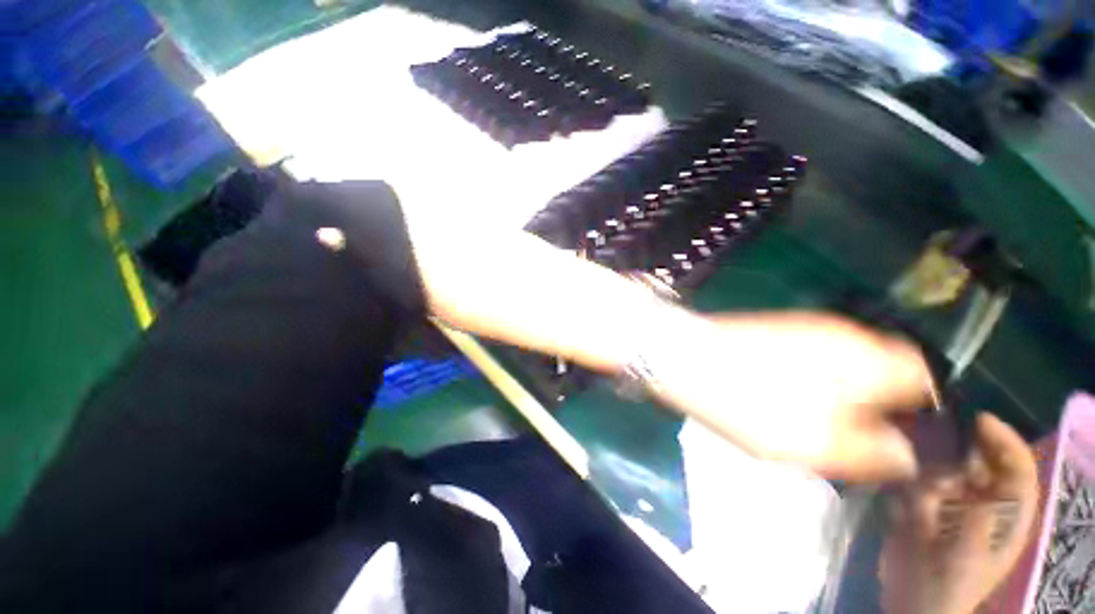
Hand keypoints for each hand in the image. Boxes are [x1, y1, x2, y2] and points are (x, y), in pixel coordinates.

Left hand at [648, 311, 931, 481]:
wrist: (683, 354)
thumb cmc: (747, 400)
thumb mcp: (814, 445)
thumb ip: (870, 454)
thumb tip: (904, 456)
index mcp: (868, 358)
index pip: (921, 377)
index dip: (916, 408)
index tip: (895, 435)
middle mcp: (845, 332)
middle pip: (885, 368)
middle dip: (879, 401)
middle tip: (850, 431)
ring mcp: (807, 325)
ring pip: (848, 362)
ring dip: (846, 389)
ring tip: (815, 416)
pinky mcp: (777, 327)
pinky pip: (815, 354)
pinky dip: (815, 376)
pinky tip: (787, 392)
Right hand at [879, 413, 1039, 613]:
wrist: (913, 602)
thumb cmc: (951, 584)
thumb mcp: (969, 556)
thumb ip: (976, 516)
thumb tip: (971, 477)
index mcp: (1008, 517)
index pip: (1017, 469)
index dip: (1005, 441)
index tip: (980, 420)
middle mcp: (984, 503)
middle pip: (980, 464)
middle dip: (960, 457)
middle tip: (936, 452)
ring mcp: (951, 505)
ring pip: (943, 472)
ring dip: (929, 483)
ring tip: (918, 511)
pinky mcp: (923, 506)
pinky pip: (916, 485)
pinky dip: (909, 491)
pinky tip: (904, 514)